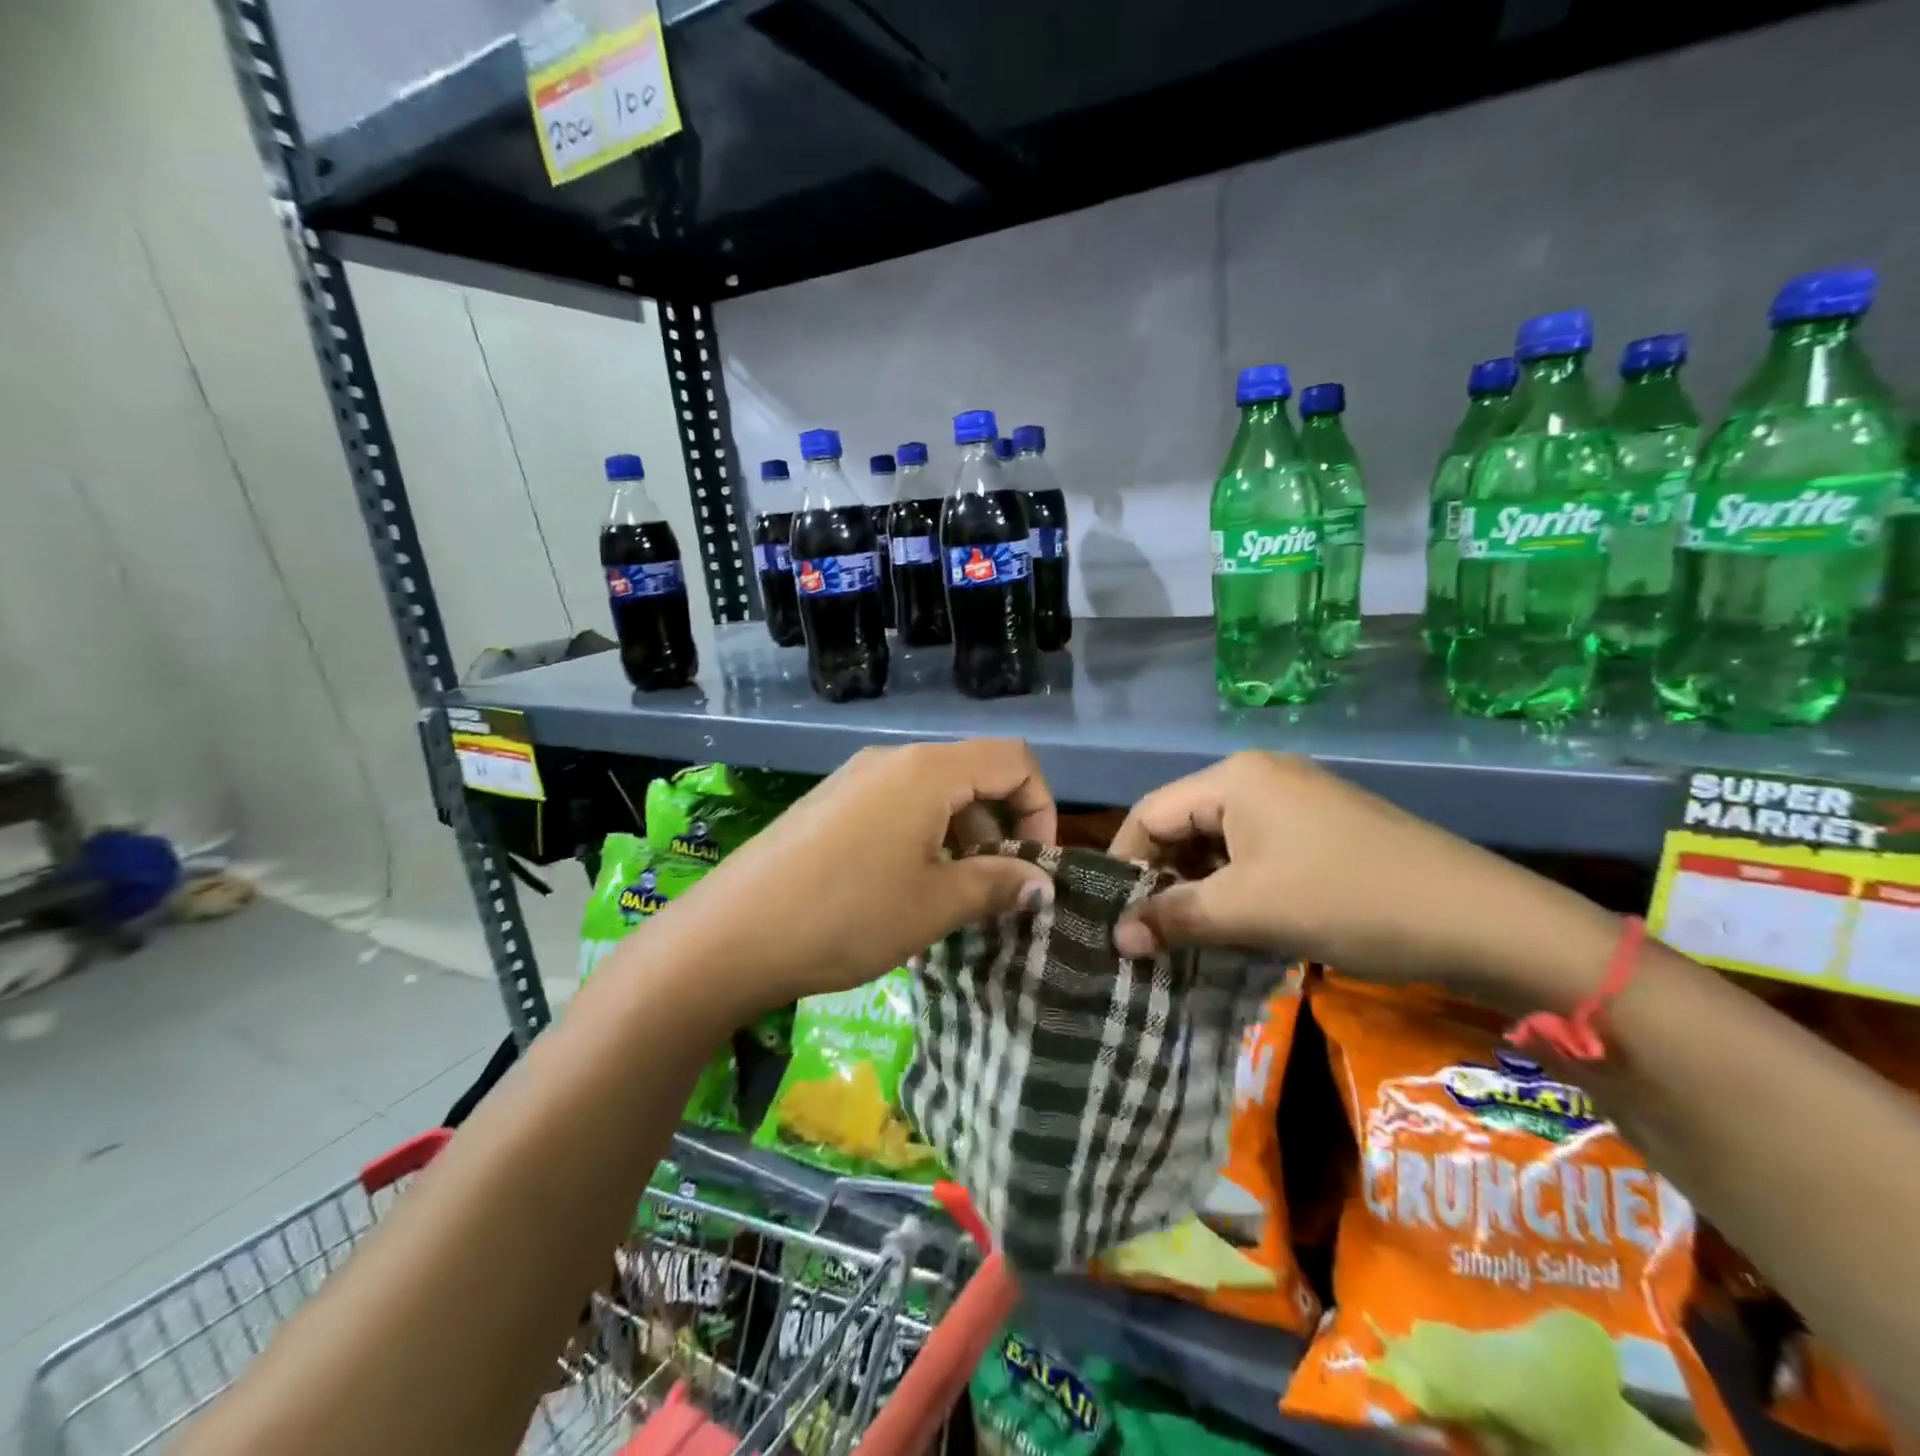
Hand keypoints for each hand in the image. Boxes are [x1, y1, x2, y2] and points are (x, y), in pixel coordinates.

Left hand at [666, 740, 1056, 1008]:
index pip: (1013, 760)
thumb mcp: (934, 905)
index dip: (1040, 807)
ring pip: (935, 794)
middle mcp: (893, 760)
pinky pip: (898, 807)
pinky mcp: (832, 804)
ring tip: (956, 897)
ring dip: (963, 838)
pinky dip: (925, 839)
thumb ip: (997, 885)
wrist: (729, 936)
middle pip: (974, 774)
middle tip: (999, 889)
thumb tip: (1043, 885)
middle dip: (1002, 827)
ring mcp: (856, 779)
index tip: (1036, 865)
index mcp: (927, 771)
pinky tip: (910, 890)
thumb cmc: (846, 915)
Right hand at [1108, 752, 1618, 1009]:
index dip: (1125, 863)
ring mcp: (1297, 799)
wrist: (1481, 919)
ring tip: (1191, 936)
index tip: (1112, 916)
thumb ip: (1173, 918)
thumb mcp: (1249, 911)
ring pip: (1221, 841)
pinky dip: (1238, 886)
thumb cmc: (1347, 900)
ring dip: (1201, 887)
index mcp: (1234, 778)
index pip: (1150, 812)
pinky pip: (1257, 851)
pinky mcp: (1323, 827)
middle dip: (1164, 878)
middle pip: (1184, 823)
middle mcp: (1260, 776)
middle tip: (1150, 933)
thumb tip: (1115, 938)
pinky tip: (1242, 924)